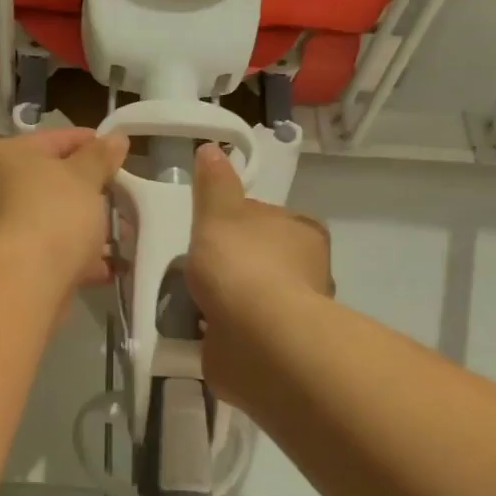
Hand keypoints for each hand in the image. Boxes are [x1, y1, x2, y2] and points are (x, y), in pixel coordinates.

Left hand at [0, 128, 130, 289]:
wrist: (27, 280)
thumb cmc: (55, 214)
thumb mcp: (85, 177)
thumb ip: (101, 156)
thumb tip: (116, 138)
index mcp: (11, 155)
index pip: (58, 139)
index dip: (93, 144)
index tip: (122, 156)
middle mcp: (0, 187)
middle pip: (56, 181)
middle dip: (94, 191)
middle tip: (126, 196)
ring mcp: (6, 226)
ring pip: (58, 218)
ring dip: (91, 226)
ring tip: (125, 233)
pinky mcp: (18, 261)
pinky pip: (56, 250)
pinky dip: (81, 255)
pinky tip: (111, 264)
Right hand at [187, 141, 331, 381]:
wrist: (258, 338)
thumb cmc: (242, 264)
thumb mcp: (219, 213)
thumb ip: (214, 184)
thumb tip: (212, 149)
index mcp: (303, 231)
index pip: (266, 216)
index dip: (235, 220)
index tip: (207, 230)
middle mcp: (307, 269)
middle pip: (259, 256)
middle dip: (230, 262)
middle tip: (193, 267)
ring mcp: (294, 311)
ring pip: (252, 295)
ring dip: (227, 299)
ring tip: (188, 300)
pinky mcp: (278, 346)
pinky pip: (244, 330)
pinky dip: (224, 329)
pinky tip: (198, 329)